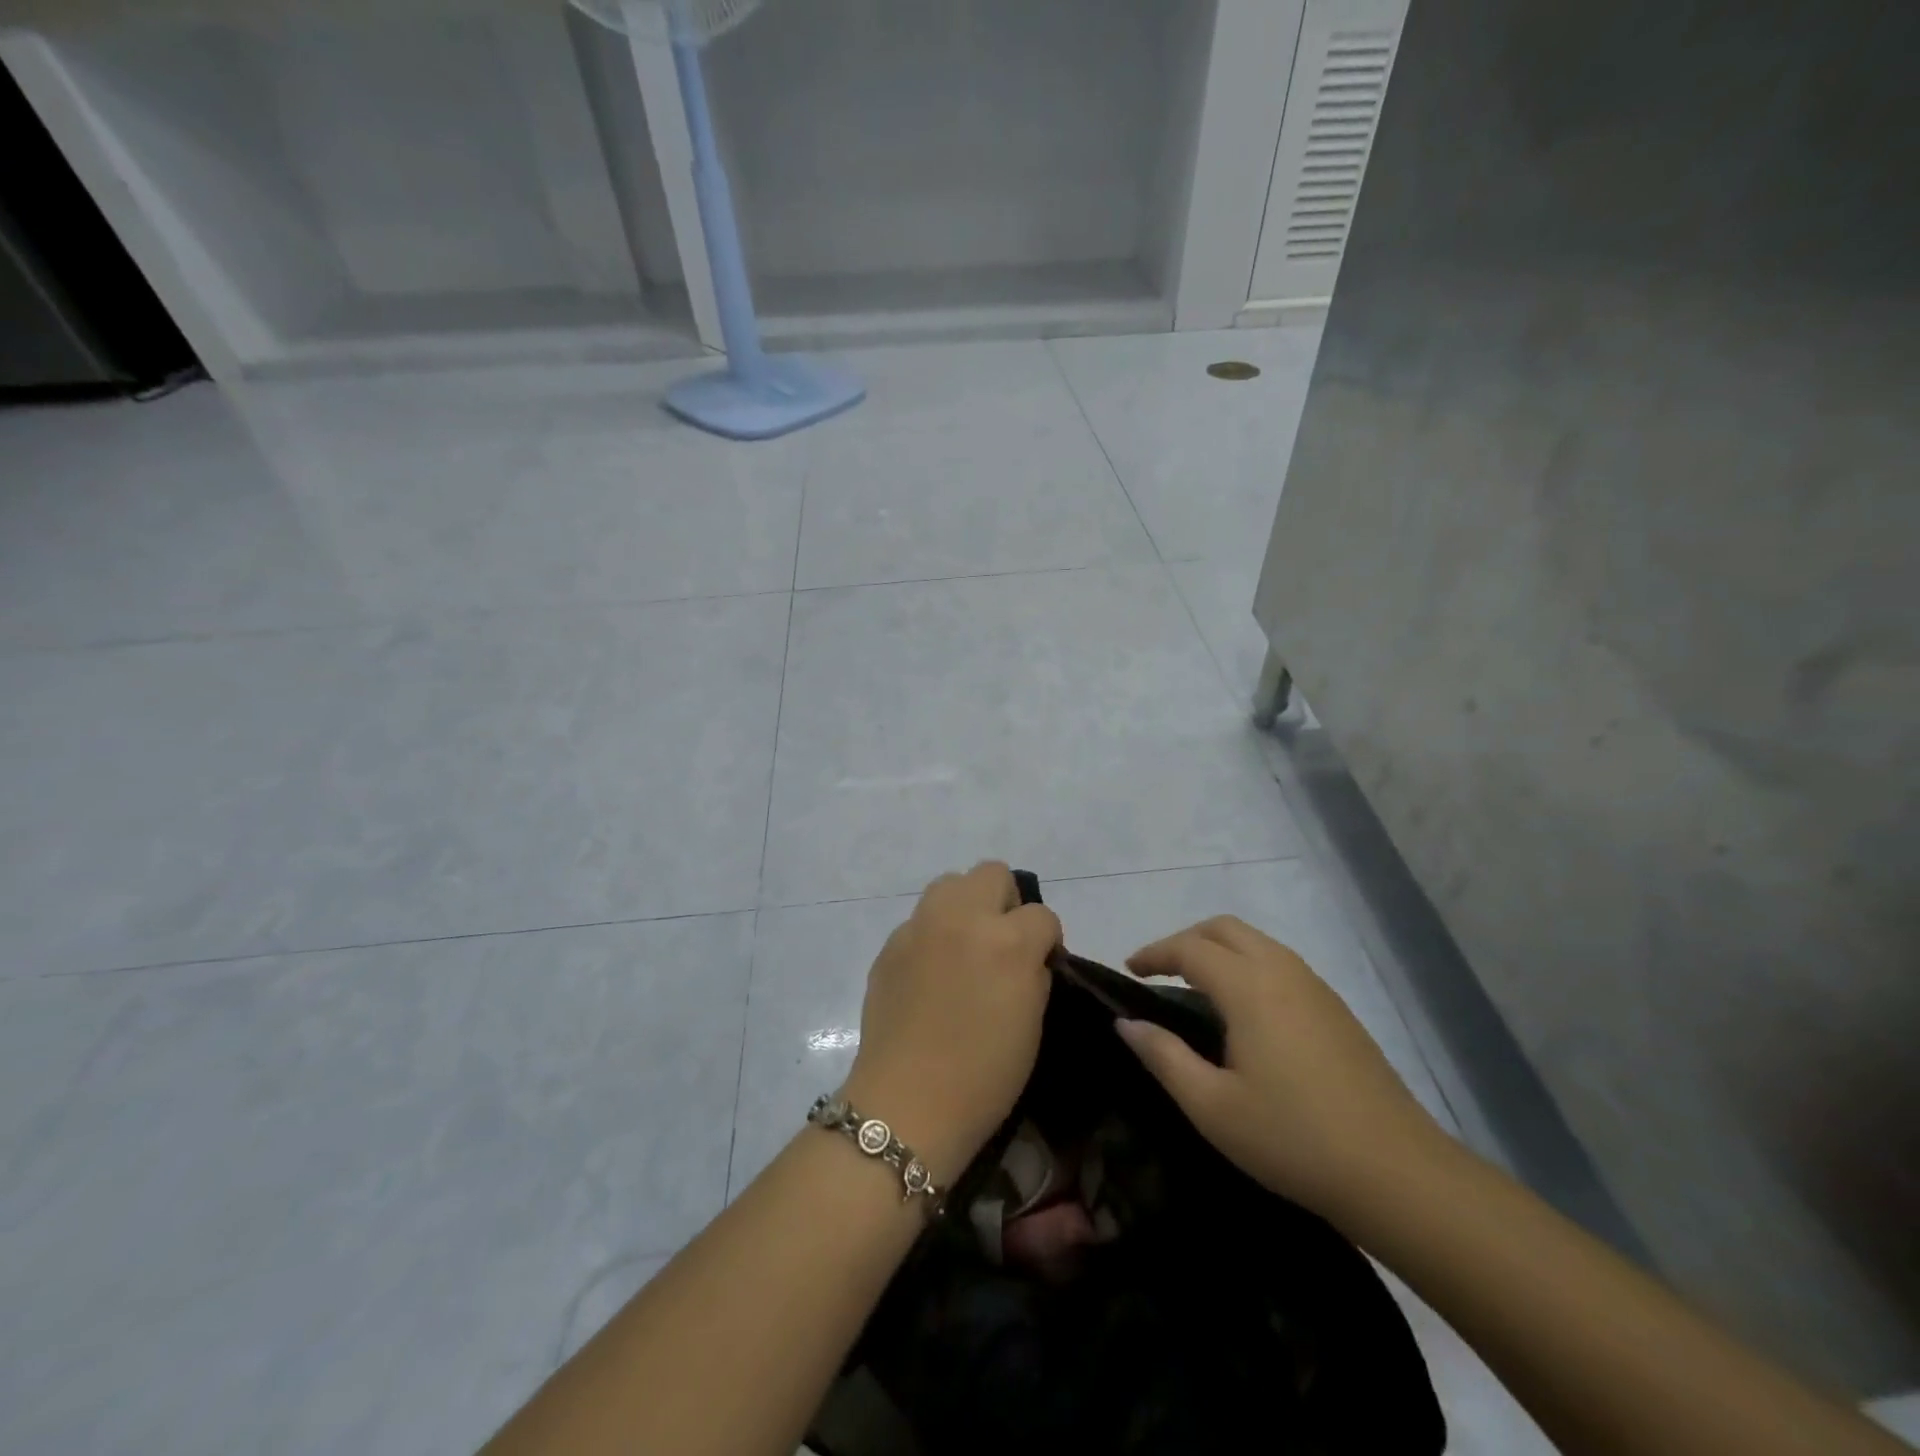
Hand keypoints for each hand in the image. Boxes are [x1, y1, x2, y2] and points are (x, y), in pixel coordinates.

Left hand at [841, 863, 1060, 1184]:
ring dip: (966, 906)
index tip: (1040, 964)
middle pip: (992, 873)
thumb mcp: (1033, 1022)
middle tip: (1002, 943)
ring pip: (951, 883)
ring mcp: (921, 926)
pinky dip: (933, 934)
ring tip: (965, 946)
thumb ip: (1034, 972)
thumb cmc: (984, 1075)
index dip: (1046, 940)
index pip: (1042, 914)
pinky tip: (930, 973)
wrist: (908, 1104)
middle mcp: (963, 918)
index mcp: (1008, 941)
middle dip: (1006, 903)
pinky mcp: (891, 943)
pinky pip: (921, 920)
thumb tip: (1029, 956)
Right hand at [1117, 916, 1445, 1219]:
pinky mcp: (1337, 1010)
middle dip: (1186, 940)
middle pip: (1225, 929)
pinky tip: (1243, 1013)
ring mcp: (1316, 988)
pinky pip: (1280, 964)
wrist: (1398, 1174)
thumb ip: (1164, 1056)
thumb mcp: (1212, 1106)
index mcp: (1250, 987)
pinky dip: (1247, 967)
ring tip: (1194, 989)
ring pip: (1257, 943)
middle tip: (1159, 972)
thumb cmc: (1293, 1139)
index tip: (1129, 970)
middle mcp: (1283, 971)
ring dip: (1218, 951)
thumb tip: (1127, 1023)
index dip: (1154, 953)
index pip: (1189, 948)